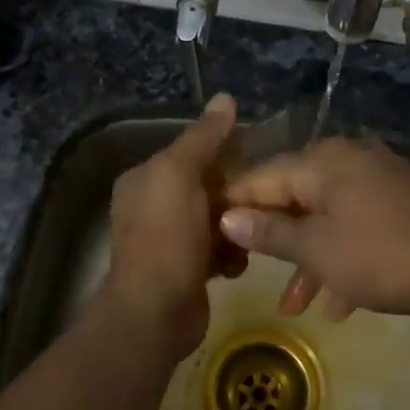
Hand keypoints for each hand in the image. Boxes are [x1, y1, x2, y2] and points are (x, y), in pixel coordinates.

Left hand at [98, 93, 241, 363]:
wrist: (156, 311)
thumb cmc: (166, 237)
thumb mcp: (180, 175)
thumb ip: (203, 137)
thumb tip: (225, 97)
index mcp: (145, 178)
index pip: (191, 151)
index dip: (224, 151)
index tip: (259, 156)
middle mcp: (153, 205)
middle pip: (207, 185)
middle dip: (235, 192)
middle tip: (264, 199)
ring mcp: (169, 239)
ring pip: (217, 218)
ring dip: (236, 225)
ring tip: (251, 233)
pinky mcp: (186, 268)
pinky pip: (218, 249)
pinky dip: (230, 254)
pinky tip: (237, 263)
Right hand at [218, 137, 409, 320]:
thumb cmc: (379, 256)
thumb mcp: (316, 250)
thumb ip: (268, 233)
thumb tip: (226, 217)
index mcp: (322, 161)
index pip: (262, 178)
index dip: (234, 206)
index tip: (209, 234)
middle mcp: (347, 160)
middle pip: (294, 198)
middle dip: (275, 243)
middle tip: (248, 273)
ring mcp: (376, 180)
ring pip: (327, 219)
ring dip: (309, 261)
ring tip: (294, 307)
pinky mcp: (398, 203)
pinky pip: (357, 227)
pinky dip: (343, 258)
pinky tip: (339, 305)